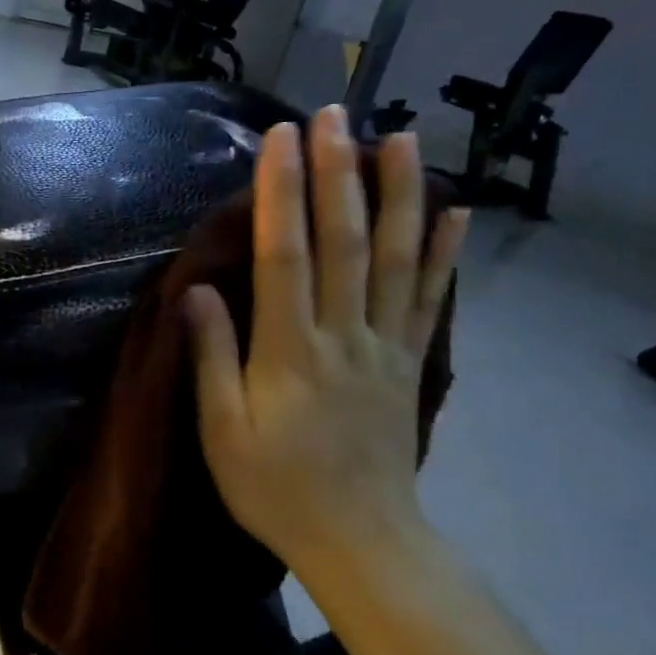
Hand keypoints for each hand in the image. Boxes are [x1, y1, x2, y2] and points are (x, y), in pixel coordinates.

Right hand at [187, 109, 466, 570]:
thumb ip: (214, 358)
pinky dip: (445, 253)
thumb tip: (198, 290)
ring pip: (396, 259)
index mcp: (291, 352)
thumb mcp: (222, 432)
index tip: (280, 139)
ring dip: (399, 195)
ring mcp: (386, 347)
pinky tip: (456, 211)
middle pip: (344, 242)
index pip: (285, 256)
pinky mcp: (411, 363)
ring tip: (401, 137)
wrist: (360, 541)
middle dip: (337, 172)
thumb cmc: (276, 489)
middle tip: (334, 113)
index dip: (282, 193)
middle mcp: (344, 336)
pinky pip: (431, 300)